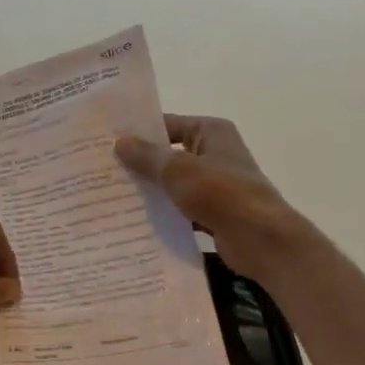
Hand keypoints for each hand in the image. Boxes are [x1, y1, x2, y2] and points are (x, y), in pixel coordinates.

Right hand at [115, 114, 311, 283]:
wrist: (260, 239)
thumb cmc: (221, 193)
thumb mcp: (178, 170)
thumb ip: (147, 156)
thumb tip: (119, 141)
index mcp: (211, 132)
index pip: (169, 124)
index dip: (140, 132)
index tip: (108, 142)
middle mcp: (215, 153)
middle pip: (170, 154)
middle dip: (140, 164)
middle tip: (103, 171)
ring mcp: (216, 184)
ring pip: (174, 184)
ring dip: (150, 191)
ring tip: (112, 196)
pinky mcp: (214, 212)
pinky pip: (181, 208)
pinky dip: (164, 214)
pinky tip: (136, 221)